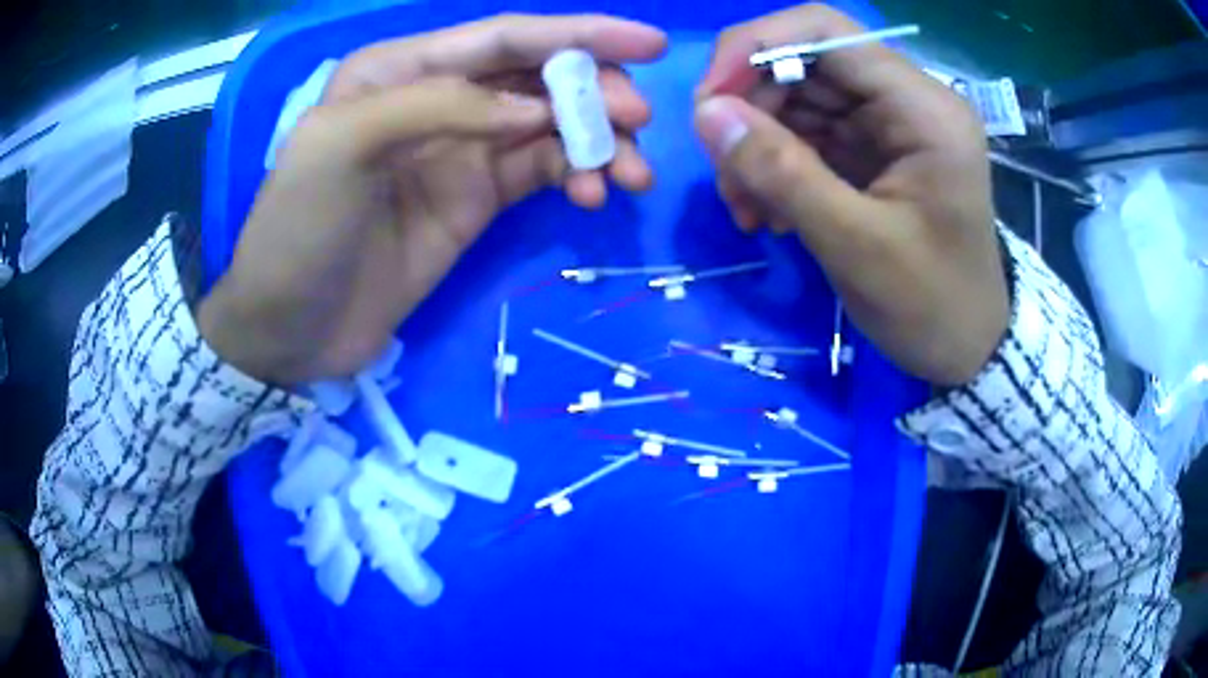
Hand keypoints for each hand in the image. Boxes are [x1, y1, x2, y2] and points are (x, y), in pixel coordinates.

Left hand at [199, 15, 666, 384]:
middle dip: (596, 92)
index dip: (579, 34)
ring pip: (550, 125)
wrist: (289, 327)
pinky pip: (542, 171)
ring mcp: (461, 150)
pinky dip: (576, 175)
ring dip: (598, 141)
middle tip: (639, 122)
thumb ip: (438, 105)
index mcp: (401, 69)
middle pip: (538, 77)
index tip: (651, 43)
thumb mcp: (342, 145)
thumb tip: (535, 109)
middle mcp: (438, 97)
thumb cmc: (298, 229)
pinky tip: (593, 195)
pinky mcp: (476, 199)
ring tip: (631, 175)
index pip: (504, 38)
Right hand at [693, 5, 1007, 385]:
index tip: (709, 102)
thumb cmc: (931, 306)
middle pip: (805, 63)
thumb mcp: (856, 245)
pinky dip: (778, 165)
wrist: (967, 347)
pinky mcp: (876, 149)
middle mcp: (907, 99)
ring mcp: (890, 123)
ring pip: (799, 100)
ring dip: (759, 144)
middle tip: (725, 174)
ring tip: (746, 207)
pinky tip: (769, 211)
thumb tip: (705, 113)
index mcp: (923, 108)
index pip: (826, 31)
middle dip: (751, 109)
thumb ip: (782, 173)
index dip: (754, 48)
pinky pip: (810, 134)